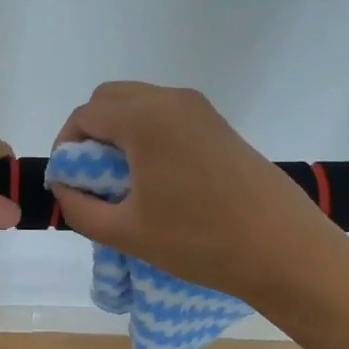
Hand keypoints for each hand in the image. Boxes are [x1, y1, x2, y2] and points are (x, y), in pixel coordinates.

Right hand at [48, 82, 348, 307]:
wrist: (285, 250)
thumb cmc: (199, 241)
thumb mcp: (126, 232)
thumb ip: (80, 208)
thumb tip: (63, 188)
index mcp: (144, 119)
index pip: (85, 115)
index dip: (66, 146)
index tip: (67, 181)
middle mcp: (171, 100)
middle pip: (110, 98)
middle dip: (90, 132)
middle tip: (90, 177)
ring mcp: (200, 109)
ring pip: (140, 103)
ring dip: (119, 131)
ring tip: (122, 180)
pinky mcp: (219, 125)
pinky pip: (167, 115)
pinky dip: (147, 133)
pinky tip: (157, 177)